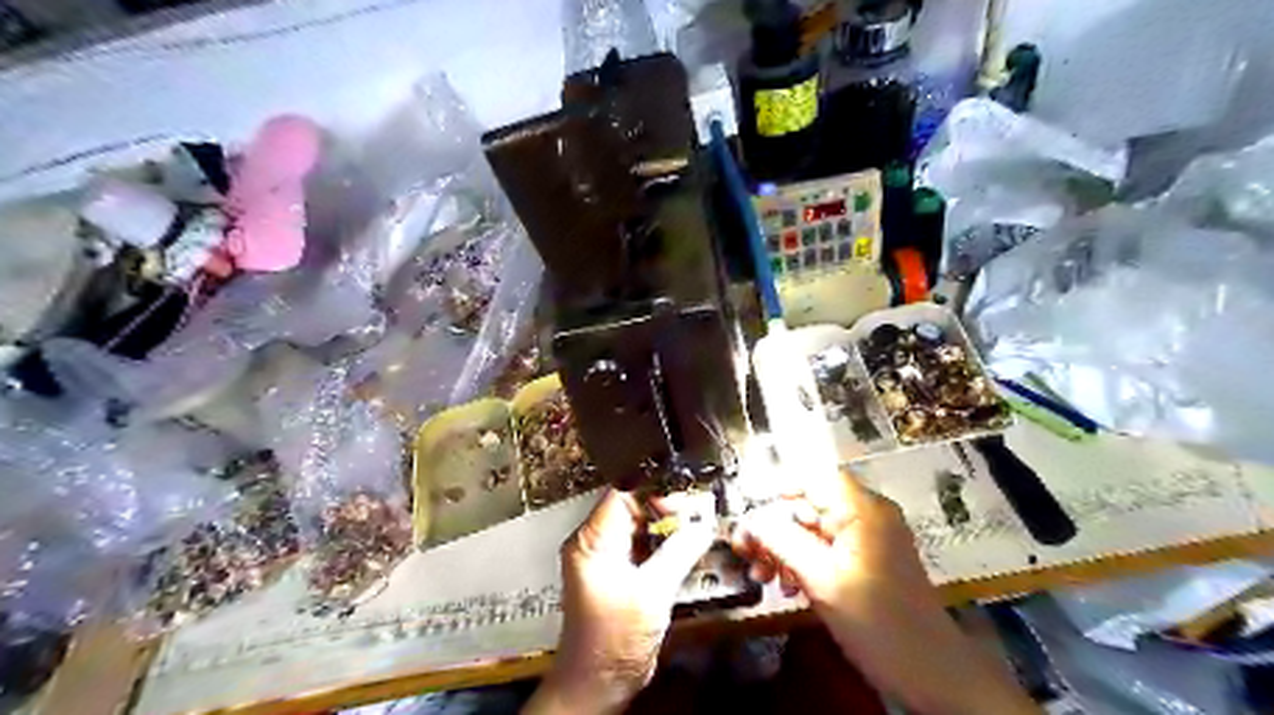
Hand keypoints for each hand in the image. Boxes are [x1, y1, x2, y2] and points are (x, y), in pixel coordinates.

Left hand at [520, 489, 713, 712]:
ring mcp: (606, 559)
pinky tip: (686, 545)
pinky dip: (664, 543)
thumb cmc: (614, 639)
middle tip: (697, 512)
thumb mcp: (651, 592)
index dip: (654, 489)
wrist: (598, 684)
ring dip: (667, 525)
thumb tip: (703, 525)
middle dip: (665, 506)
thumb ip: (678, 553)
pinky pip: (642, 546)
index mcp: (592, 540)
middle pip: (632, 507)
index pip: (622, 493)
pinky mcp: (619, 574)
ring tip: (696, 524)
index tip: (683, 498)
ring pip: (639, 526)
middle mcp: (595, 543)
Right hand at [732, 470, 1039, 713]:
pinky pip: (827, 549)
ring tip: (761, 576)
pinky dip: (803, 562)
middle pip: (809, 505)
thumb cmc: (877, 623)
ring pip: (813, 529)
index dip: (774, 489)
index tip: (745, 513)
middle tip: (745, 553)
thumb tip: (747, 521)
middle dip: (774, 528)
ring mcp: (868, 538)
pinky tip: (786, 585)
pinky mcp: (867, 560)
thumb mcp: (822, 580)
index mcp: (861, 509)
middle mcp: (866, 514)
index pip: (811, 478)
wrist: (933, 674)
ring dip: (783, 548)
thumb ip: (781, 542)